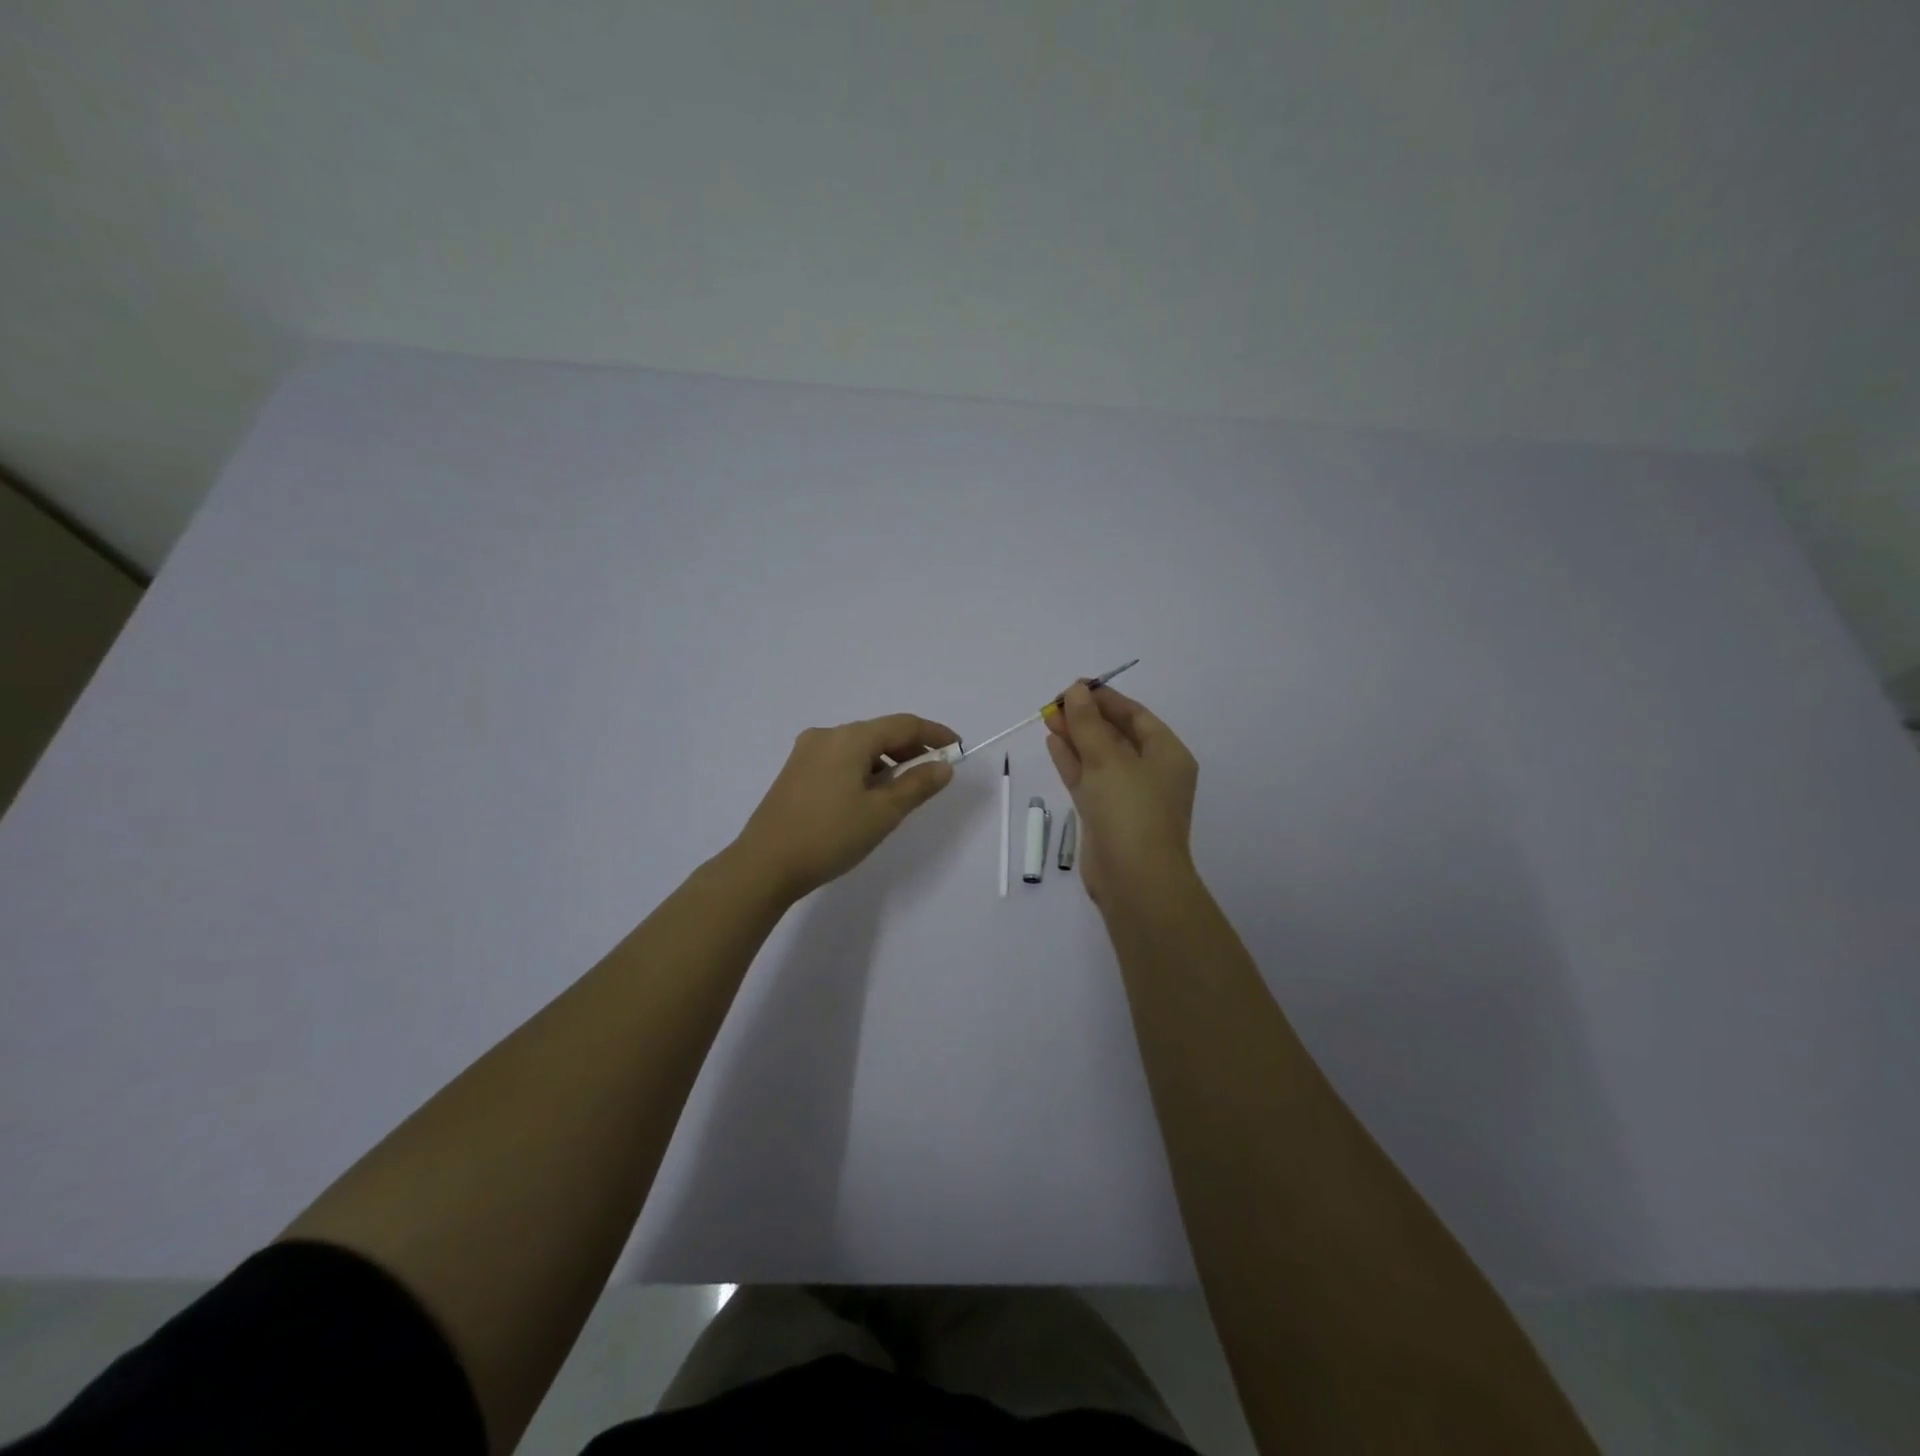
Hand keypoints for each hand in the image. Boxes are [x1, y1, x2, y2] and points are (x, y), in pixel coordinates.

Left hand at [735, 713, 956, 898]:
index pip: (904, 724)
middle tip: (936, 772)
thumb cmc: (829, 835)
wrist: (764, 865)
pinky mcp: (795, 772)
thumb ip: (917, 785)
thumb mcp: (882, 812)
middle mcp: (827, 735)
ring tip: (905, 790)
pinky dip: (864, 770)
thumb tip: (943, 766)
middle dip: (911, 749)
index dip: (935, 734)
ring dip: (887, 761)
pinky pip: (841, 760)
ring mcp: (806, 753)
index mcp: (850, 738)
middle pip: (880, 732)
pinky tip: (870, 796)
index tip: (958, 748)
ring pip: (859, 747)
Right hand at [1045, 683, 1197, 907]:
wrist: (1134, 878)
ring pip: (1099, 757)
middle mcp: (1151, 772)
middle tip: (1054, 703)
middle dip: (1086, 718)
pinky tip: (1052, 743)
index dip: (1105, 698)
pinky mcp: (1107, 815)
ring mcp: (1128, 795)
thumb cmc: (1130, 809)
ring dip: (1076, 737)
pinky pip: (1089, 779)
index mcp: (1167, 754)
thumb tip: (1075, 691)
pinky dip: (1072, 761)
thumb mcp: (1107, 758)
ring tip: (1048, 718)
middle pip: (1116, 734)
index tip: (1074, 687)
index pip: (1136, 715)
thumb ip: (1087, 723)